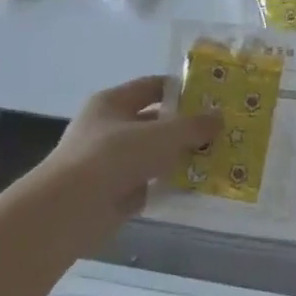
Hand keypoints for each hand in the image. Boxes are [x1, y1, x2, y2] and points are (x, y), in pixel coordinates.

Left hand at [33, 76, 220, 226]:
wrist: (72, 208)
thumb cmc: (114, 157)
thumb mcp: (162, 135)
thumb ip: (193, 126)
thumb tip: (219, 117)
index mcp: (113, 103)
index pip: (152, 86)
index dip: (182, 89)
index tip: (213, 98)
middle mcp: (110, 128)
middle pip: (155, 121)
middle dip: (187, 127)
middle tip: (223, 131)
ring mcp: (111, 161)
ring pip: (155, 154)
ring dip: (182, 157)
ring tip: (219, 158)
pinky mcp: (116, 191)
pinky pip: (151, 183)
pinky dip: (171, 184)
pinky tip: (200, 187)